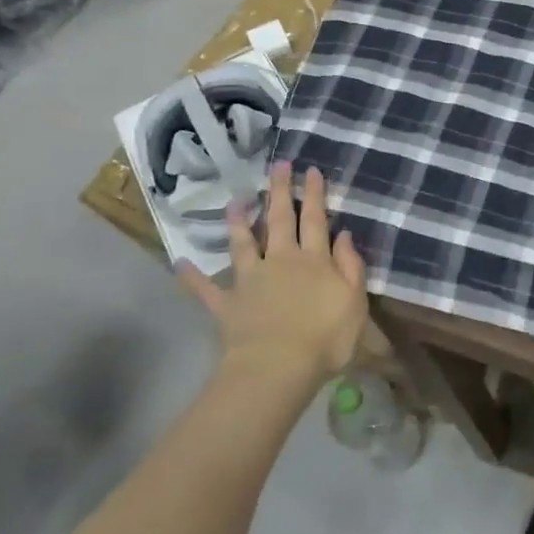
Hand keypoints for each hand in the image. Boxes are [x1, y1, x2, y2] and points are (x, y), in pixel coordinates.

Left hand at [182, 162, 367, 387]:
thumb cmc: (325, 338)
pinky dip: (192, 277)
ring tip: (234, 201)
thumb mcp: (355, 301)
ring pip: (243, 244)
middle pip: (280, 220)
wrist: (278, 368)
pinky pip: (206, 289)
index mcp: (314, 260)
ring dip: (239, 222)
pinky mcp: (228, 304)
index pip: (315, 219)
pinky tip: (179, 262)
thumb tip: (344, 234)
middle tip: (278, 165)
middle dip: (280, 191)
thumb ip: (351, 266)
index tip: (310, 170)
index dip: (314, 194)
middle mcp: (281, 260)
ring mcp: (251, 280)